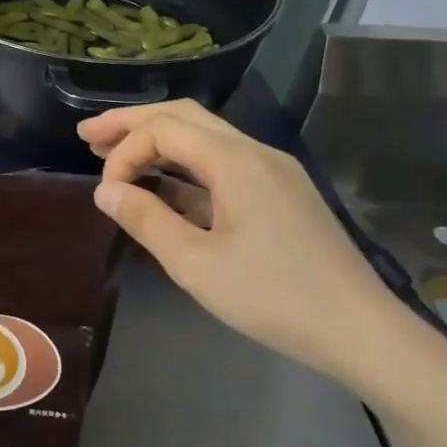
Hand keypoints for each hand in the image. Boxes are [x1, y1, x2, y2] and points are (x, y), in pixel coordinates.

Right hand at [78, 101, 420, 389]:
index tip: (104, 193)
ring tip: (114, 156)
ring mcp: (273, 172)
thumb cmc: (272, 296)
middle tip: (87, 136)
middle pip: (185, 117)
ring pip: (206, 138)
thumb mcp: (195, 263)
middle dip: (133, 124)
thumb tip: (104, 190)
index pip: (164, 129)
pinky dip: (186, 168)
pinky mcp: (280, 194)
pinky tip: (163, 188)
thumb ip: (145, 219)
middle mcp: (256, 152)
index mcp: (236, 161)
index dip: (124, 152)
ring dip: (159, 143)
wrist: (358, 329)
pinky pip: (223, 165)